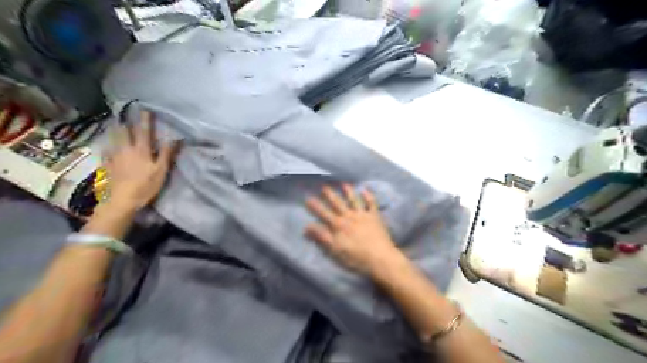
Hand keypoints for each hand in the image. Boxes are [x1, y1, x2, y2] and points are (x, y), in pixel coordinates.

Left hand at [105, 111, 178, 211]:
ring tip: (116, 124)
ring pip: (113, 139)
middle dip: (126, 122)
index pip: (144, 131)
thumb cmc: (145, 186)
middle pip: (124, 132)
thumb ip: (167, 154)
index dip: (145, 120)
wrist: (121, 200)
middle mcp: (126, 149)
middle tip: (125, 114)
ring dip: (115, 130)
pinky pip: (106, 150)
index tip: (146, 110)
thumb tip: (175, 138)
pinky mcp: (107, 165)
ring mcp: (114, 157)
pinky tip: (107, 145)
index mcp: (141, 150)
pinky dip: (108, 144)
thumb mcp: (161, 171)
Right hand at [305, 185, 402, 275]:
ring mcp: (363, 215)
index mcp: (339, 226)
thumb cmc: (356, 257)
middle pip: (338, 204)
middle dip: (330, 195)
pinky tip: (365, 190)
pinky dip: (368, 197)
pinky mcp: (375, 217)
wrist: (380, 258)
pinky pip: (371, 204)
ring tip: (344, 184)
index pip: (324, 213)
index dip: (316, 206)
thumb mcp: (335, 250)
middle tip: (324, 186)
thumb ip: (322, 237)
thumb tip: (307, 227)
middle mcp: (349, 217)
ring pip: (354, 201)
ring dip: (349, 192)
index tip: (308, 198)